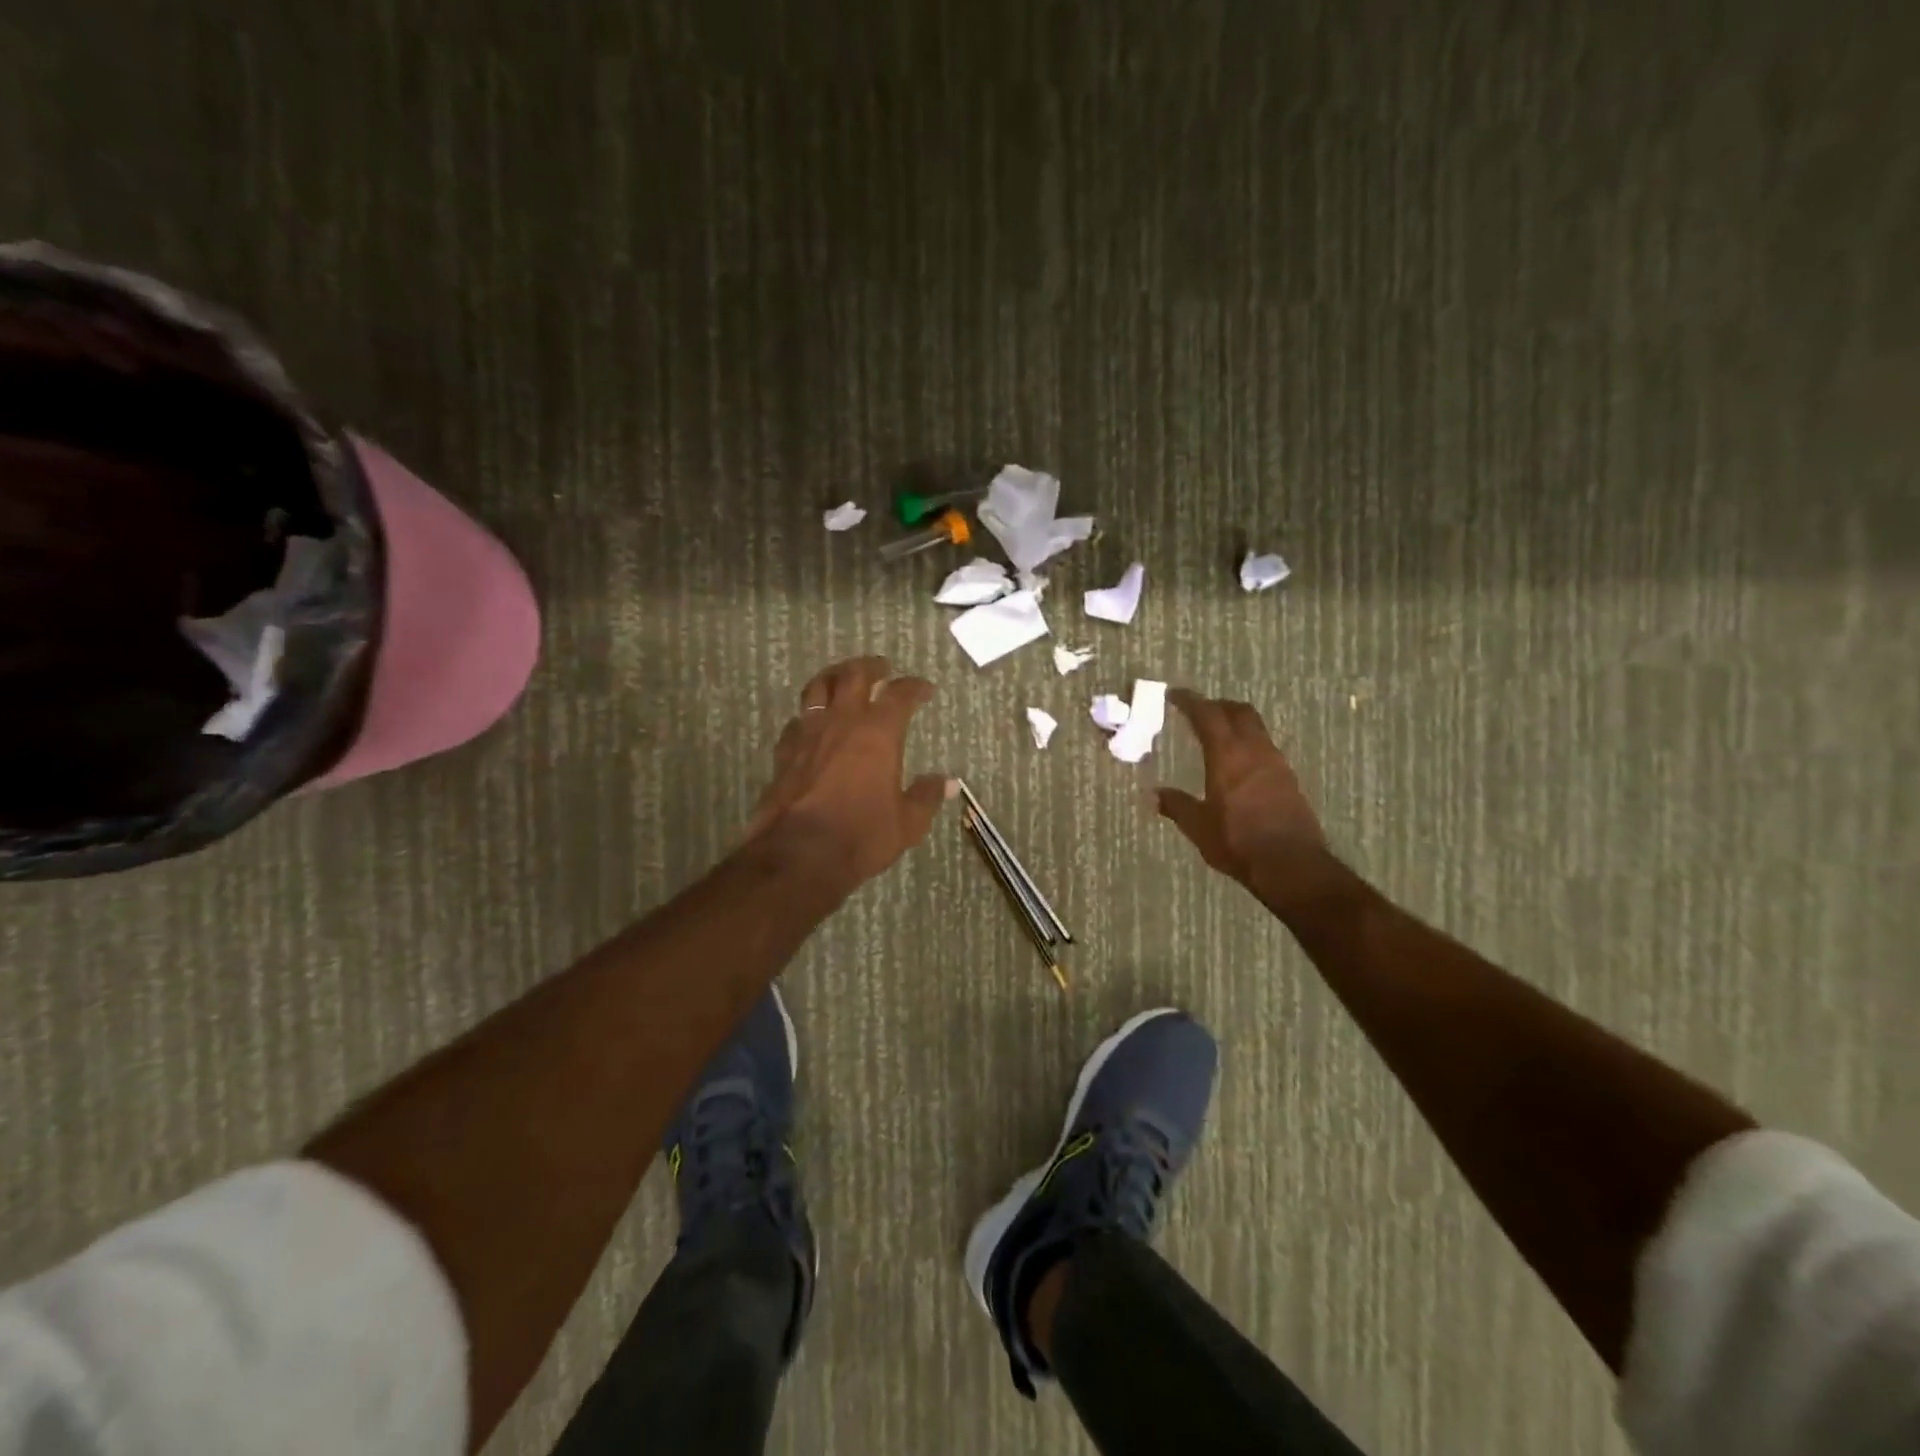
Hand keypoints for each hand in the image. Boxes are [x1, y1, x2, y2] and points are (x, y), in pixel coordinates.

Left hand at [745, 656, 952, 890]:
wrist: (800, 853)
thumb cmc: (862, 835)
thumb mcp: (907, 822)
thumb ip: (925, 797)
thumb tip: (947, 783)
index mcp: (878, 732)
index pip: (900, 694)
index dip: (914, 687)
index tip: (925, 688)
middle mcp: (842, 722)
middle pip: (854, 676)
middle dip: (870, 667)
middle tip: (881, 667)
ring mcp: (808, 733)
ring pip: (818, 688)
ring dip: (833, 678)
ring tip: (841, 679)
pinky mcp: (784, 752)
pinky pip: (797, 721)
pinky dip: (808, 716)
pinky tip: (811, 724)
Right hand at [1156, 689, 1326, 888]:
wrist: (1291, 865)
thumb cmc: (1238, 842)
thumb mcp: (1198, 827)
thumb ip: (1177, 806)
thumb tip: (1154, 795)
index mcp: (1227, 756)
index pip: (1208, 715)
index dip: (1190, 701)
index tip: (1175, 695)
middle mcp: (1254, 751)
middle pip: (1239, 712)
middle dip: (1217, 705)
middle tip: (1198, 710)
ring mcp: (1276, 763)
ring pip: (1256, 727)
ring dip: (1236, 722)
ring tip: (1217, 734)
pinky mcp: (1289, 779)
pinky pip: (1265, 747)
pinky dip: (1249, 742)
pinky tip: (1239, 762)